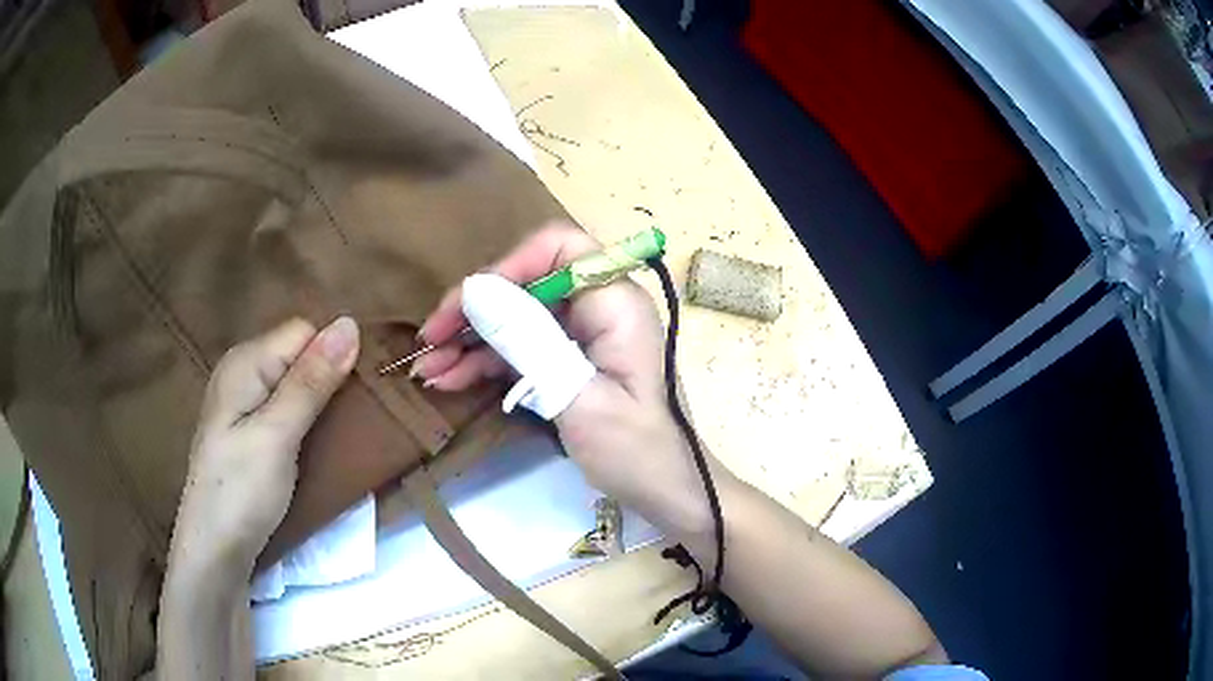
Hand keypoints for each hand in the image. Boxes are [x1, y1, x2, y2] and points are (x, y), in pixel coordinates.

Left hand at [169, 316, 359, 574]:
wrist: (215, 551)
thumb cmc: (242, 492)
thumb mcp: (278, 435)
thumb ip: (311, 381)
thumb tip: (349, 323)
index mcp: (246, 361)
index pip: (304, 332)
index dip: (333, 356)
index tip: (358, 393)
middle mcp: (242, 370)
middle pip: (299, 354)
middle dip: (328, 378)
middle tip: (352, 419)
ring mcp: (243, 400)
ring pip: (295, 381)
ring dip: (320, 400)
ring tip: (339, 432)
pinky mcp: (247, 427)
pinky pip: (285, 404)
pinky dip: (306, 417)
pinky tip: (314, 440)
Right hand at [418, 223, 713, 534]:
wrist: (666, 492)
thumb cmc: (636, 451)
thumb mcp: (579, 398)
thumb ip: (528, 341)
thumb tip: (475, 291)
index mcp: (615, 302)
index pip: (557, 250)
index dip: (507, 267)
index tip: (465, 306)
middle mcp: (598, 306)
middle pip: (526, 283)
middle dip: (474, 311)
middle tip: (430, 343)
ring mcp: (581, 333)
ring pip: (515, 317)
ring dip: (470, 340)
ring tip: (428, 369)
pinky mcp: (567, 360)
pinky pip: (520, 347)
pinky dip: (485, 362)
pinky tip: (449, 379)